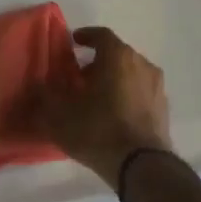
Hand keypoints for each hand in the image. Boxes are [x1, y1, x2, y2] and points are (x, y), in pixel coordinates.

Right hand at [41, 26, 170, 189]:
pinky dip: (127, 96)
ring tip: (96, 98)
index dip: (86, 36)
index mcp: (118, 56)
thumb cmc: (98, 130)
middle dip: (97, 62)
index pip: (101, 35)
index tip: (73, 43)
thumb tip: (37, 84)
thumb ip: (45, 95)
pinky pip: (141, 93)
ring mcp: (156, 87)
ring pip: (131, 74)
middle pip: (117, 54)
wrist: (141, 166)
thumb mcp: (59, 114)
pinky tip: (114, 115)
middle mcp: (141, 64)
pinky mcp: (163, 109)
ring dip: (113, 80)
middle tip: (79, 77)